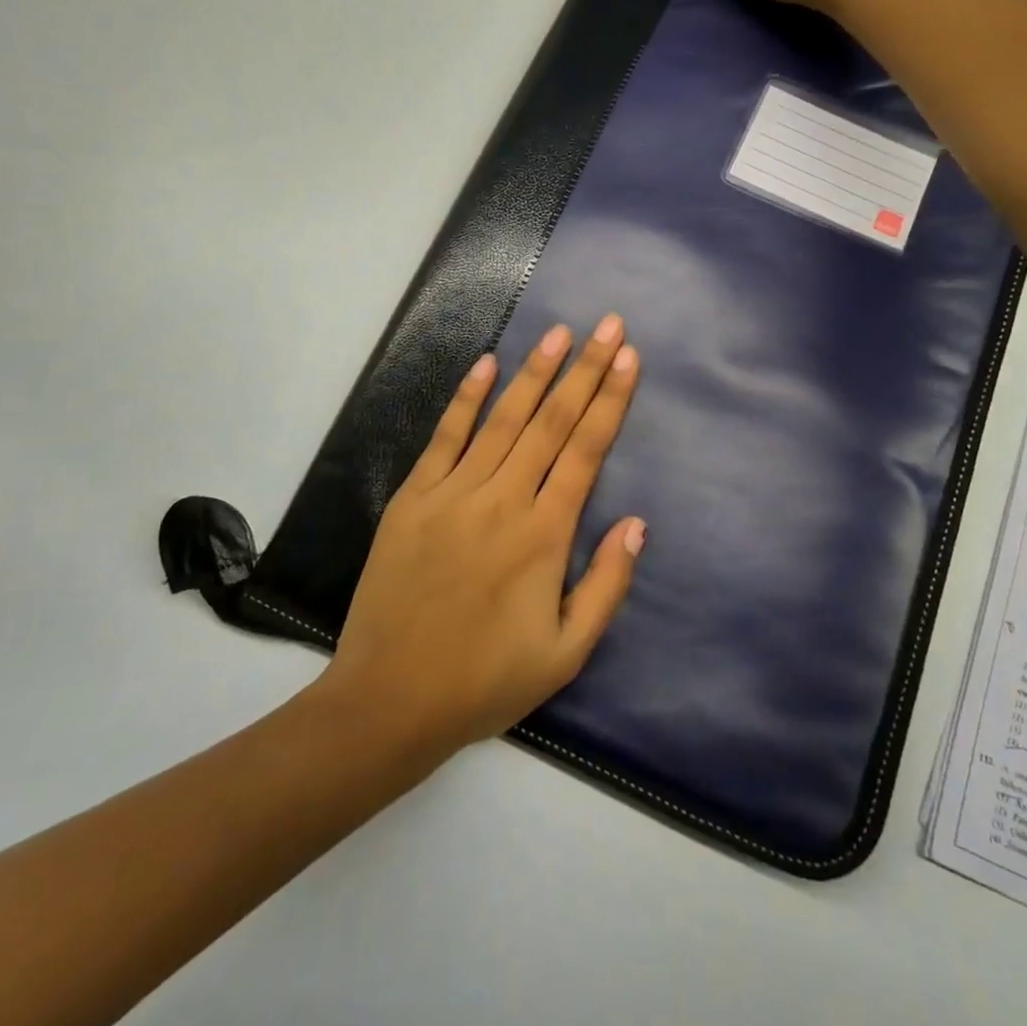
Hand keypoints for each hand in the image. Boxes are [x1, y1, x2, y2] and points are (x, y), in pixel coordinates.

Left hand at [319, 317, 643, 754]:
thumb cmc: (485, 681)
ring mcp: (453, 494)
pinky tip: (485, 364)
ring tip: (559, 333)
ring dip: (534, 372)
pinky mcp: (413, 498)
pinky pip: (445, 437)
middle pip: (552, 422)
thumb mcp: (566, 653)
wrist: (389, 701)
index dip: (610, 400)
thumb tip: (637, 523)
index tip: (628, 357)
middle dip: (585, 369)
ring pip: (503, 419)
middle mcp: (502, 500)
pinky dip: (466, 398)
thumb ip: (607, 585)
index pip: (586, 450)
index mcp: (544, 536)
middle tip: (608, 324)